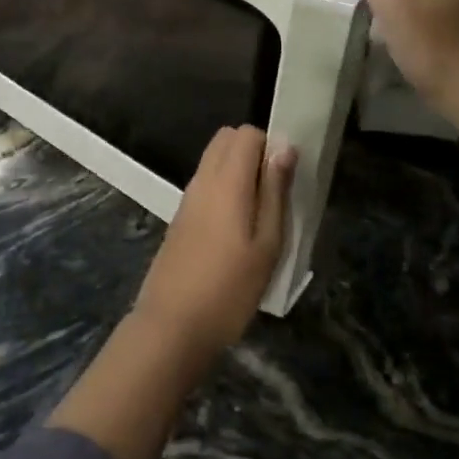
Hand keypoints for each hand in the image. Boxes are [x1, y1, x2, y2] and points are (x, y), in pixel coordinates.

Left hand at [133, 125, 293, 357]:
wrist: (172, 325)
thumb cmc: (230, 288)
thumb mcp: (267, 244)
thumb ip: (275, 191)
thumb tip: (284, 146)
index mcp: (227, 180)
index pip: (247, 133)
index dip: (270, 146)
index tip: (286, 178)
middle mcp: (203, 179)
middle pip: (227, 139)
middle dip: (253, 152)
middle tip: (274, 194)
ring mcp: (188, 197)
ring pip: (214, 160)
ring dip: (238, 170)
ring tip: (260, 214)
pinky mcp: (181, 216)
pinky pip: (206, 183)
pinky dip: (224, 188)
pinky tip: (236, 229)